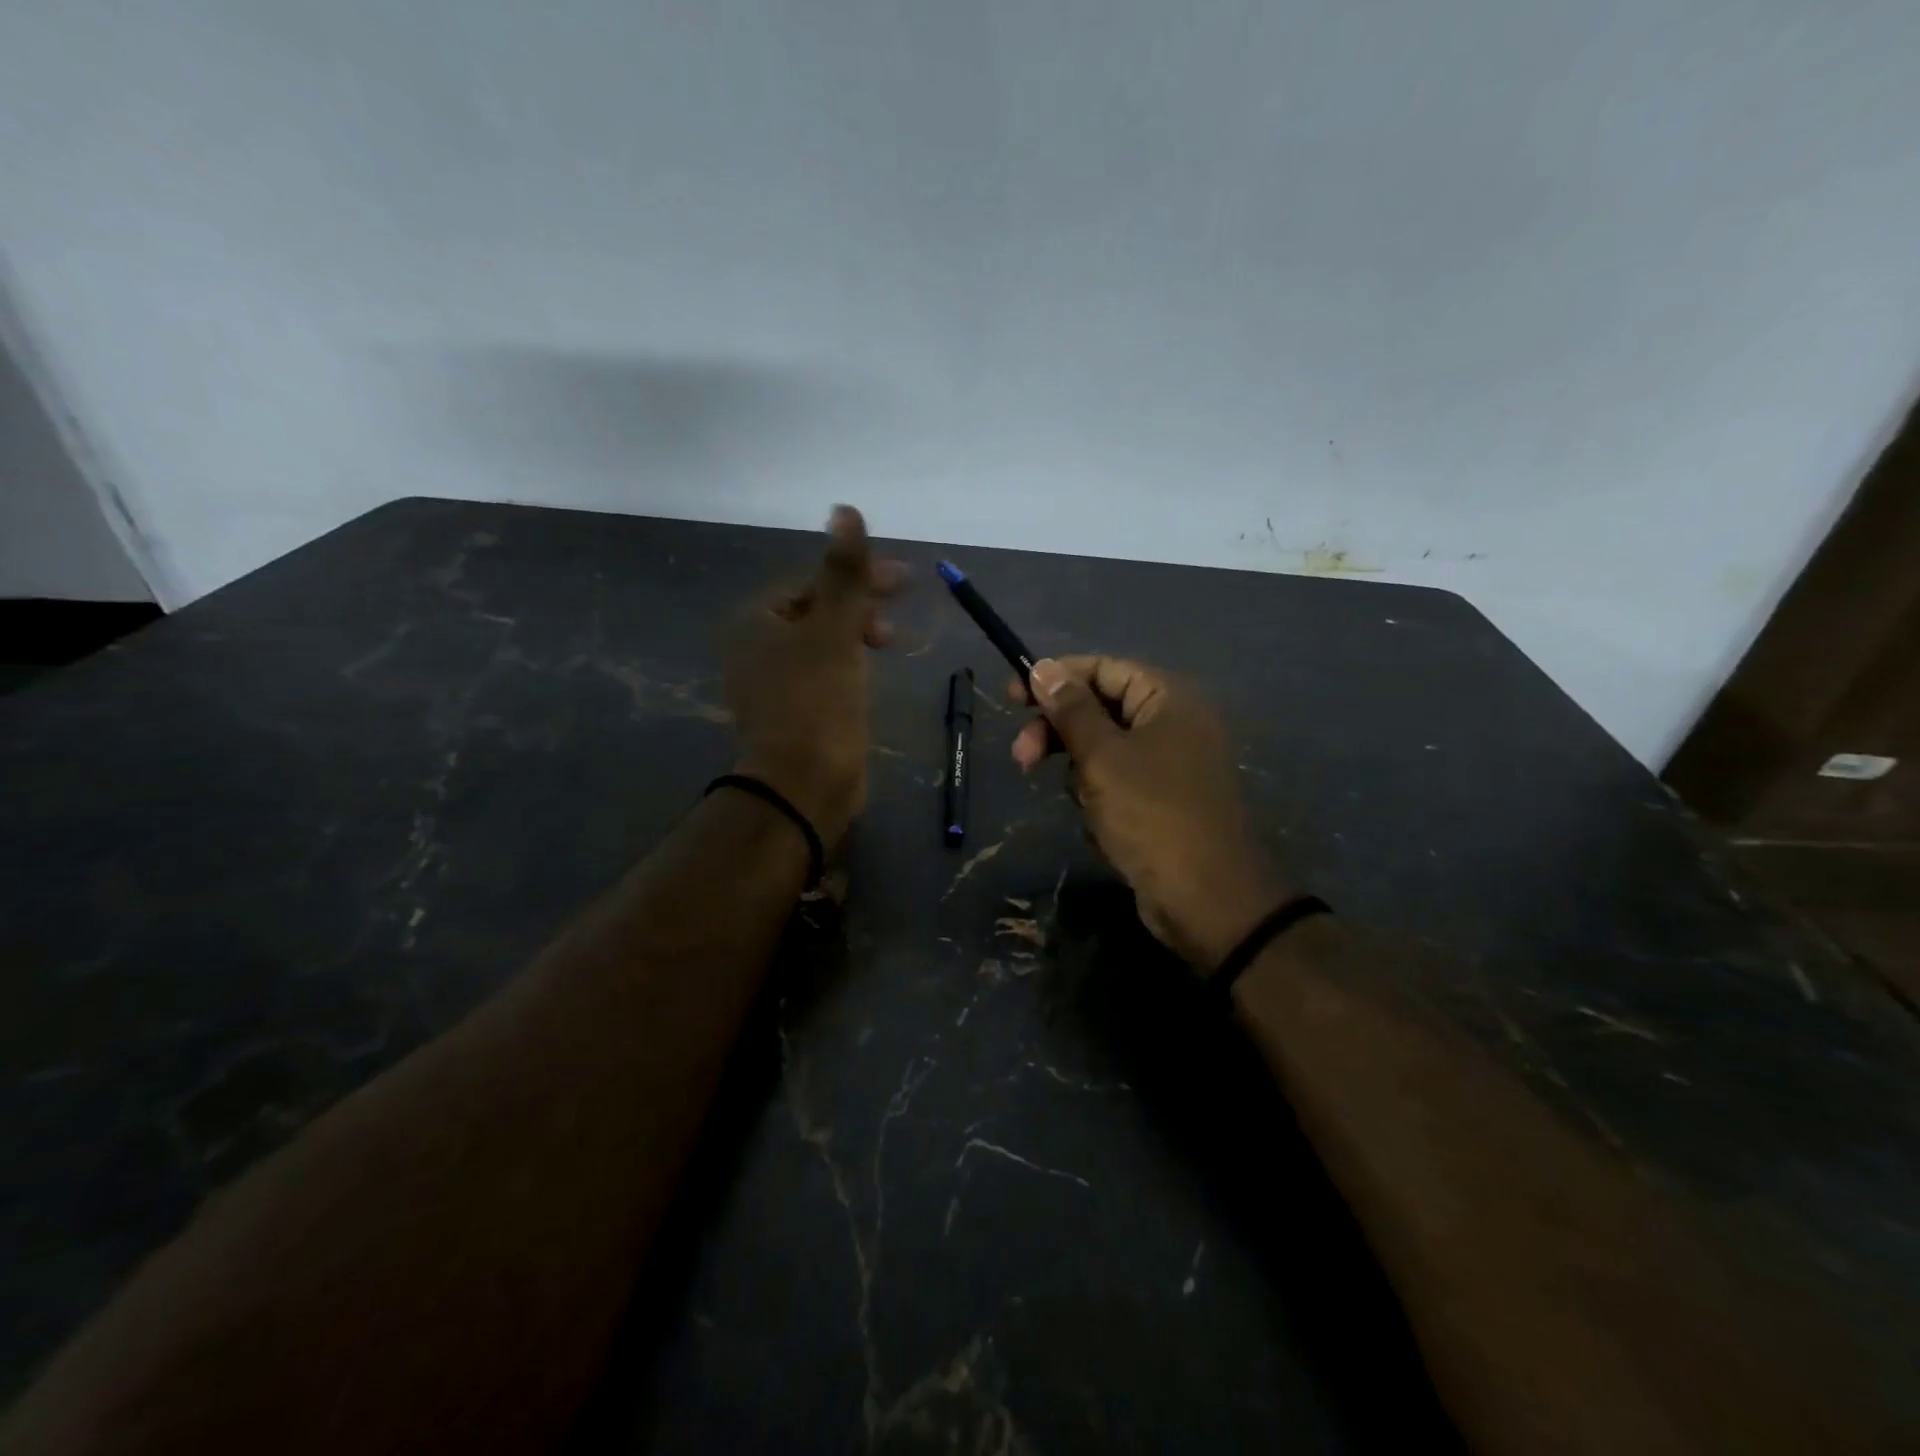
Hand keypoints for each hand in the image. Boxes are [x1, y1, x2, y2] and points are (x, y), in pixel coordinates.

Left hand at [726, 506, 906, 845]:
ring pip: (821, 642)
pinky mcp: (792, 711)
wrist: (803, 784)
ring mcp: (772, 683)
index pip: (811, 582)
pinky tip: (869, 672)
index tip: (904, 582)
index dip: (858, 576)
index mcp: (755, 622)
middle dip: (859, 605)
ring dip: (856, 633)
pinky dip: (848, 663)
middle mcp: (755, 648)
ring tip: (888, 642)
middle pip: (816, 610)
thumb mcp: (835, 631)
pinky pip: (822, 671)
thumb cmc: (817, 702)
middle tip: (899, 611)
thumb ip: (844, 573)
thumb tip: (845, 510)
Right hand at [1010, 657, 1288, 972]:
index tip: (1013, 696)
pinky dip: (1100, 799)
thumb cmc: (1151, 815)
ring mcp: (1170, 764)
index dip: (1056, 678)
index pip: (1102, 669)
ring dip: (1080, 773)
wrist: (1207, 899)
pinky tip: (1100, 826)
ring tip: (1082, 804)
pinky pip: (1117, 784)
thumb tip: (1043, 667)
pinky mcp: (1162, 801)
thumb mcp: (1102, 756)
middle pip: (1100, 709)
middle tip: (1021, 758)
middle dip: (1059, 733)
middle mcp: (1173, 723)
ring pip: (1104, 751)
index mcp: (1168, 698)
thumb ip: (1070, 709)